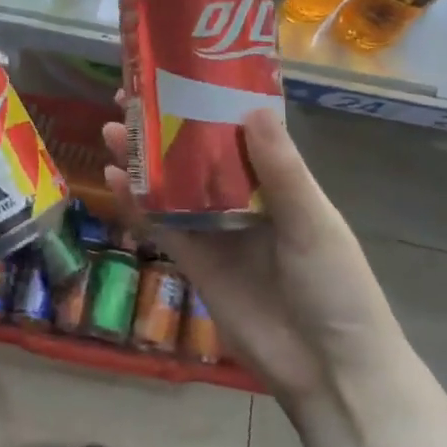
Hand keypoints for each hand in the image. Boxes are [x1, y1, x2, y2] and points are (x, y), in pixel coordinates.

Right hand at [102, 107, 403, 406]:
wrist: (329, 370)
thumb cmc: (336, 288)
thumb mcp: (314, 223)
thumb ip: (281, 171)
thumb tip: (251, 109)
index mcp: (278, 182)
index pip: (236, 131)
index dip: (205, 102)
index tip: (175, 76)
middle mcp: (242, 200)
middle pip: (194, 154)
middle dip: (162, 127)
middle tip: (126, 99)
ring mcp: (215, 231)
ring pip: (171, 186)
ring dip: (141, 159)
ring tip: (111, 130)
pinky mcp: (194, 262)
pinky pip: (161, 225)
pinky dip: (137, 203)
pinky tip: (114, 179)